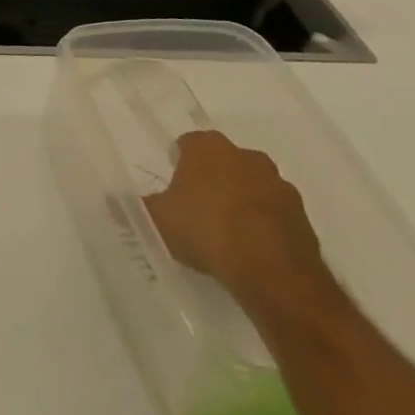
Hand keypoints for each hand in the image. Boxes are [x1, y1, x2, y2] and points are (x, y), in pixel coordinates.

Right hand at [143, 131, 326, 304]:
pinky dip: (264, 223)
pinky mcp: (303, 216)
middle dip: (213, 178)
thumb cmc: (206, 230)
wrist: (273, 272)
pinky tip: (251, 248)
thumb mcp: (158, 220)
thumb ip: (137, 207)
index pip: (188, 142)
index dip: (179, 160)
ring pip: (252, 185)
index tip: (174, 183)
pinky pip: (275, 213)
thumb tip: (111, 200)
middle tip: (198, 206)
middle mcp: (246, 155)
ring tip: (227, 231)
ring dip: (242, 199)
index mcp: (208, 147)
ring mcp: (279, 184)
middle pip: (224, 161)